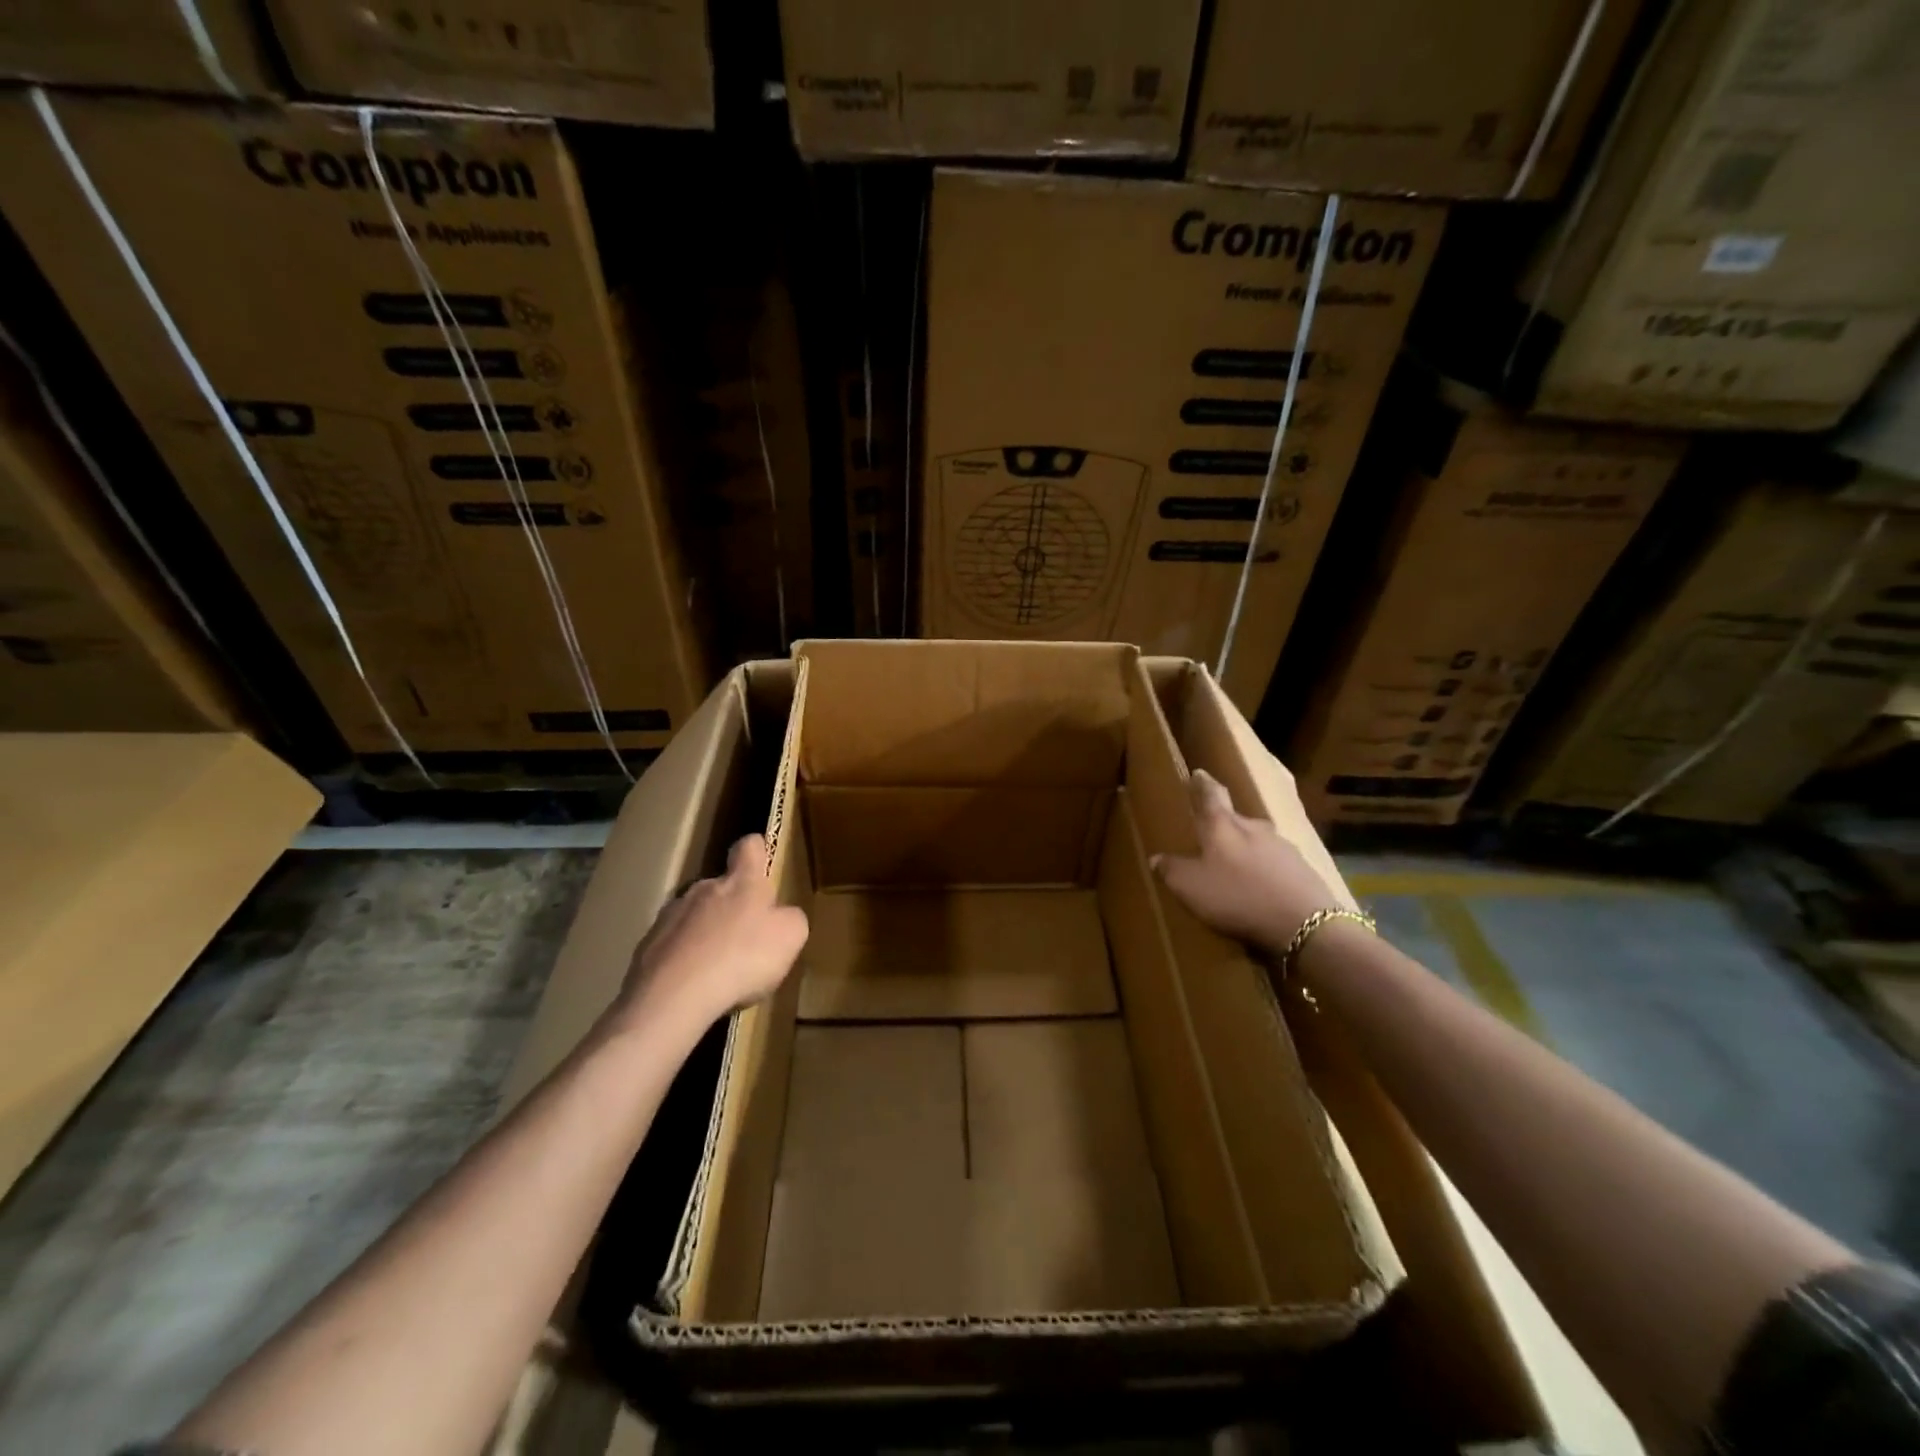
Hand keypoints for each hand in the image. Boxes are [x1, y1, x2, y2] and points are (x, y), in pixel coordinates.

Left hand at [615, 834, 808, 1035]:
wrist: (674, 997)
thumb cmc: (743, 958)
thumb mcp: (790, 937)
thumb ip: (790, 918)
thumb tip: (782, 914)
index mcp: (741, 881)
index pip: (749, 846)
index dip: (758, 850)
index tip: (763, 862)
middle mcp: (703, 888)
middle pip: (720, 884)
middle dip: (733, 904)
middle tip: (747, 936)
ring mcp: (671, 915)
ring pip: (695, 915)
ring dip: (706, 932)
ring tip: (718, 968)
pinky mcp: (648, 945)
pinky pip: (673, 945)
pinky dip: (685, 958)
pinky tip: (694, 986)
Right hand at [1151, 769, 1341, 954]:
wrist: (1304, 923)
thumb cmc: (1237, 897)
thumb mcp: (1191, 888)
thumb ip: (1172, 870)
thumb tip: (1157, 858)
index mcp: (1223, 826)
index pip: (1210, 795)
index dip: (1202, 784)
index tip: (1199, 773)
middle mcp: (1253, 827)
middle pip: (1235, 818)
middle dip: (1223, 824)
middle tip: (1210, 834)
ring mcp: (1282, 846)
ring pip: (1257, 840)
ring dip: (1245, 848)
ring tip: (1236, 866)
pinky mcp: (1302, 868)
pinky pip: (1276, 863)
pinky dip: (1265, 870)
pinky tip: (1262, 887)